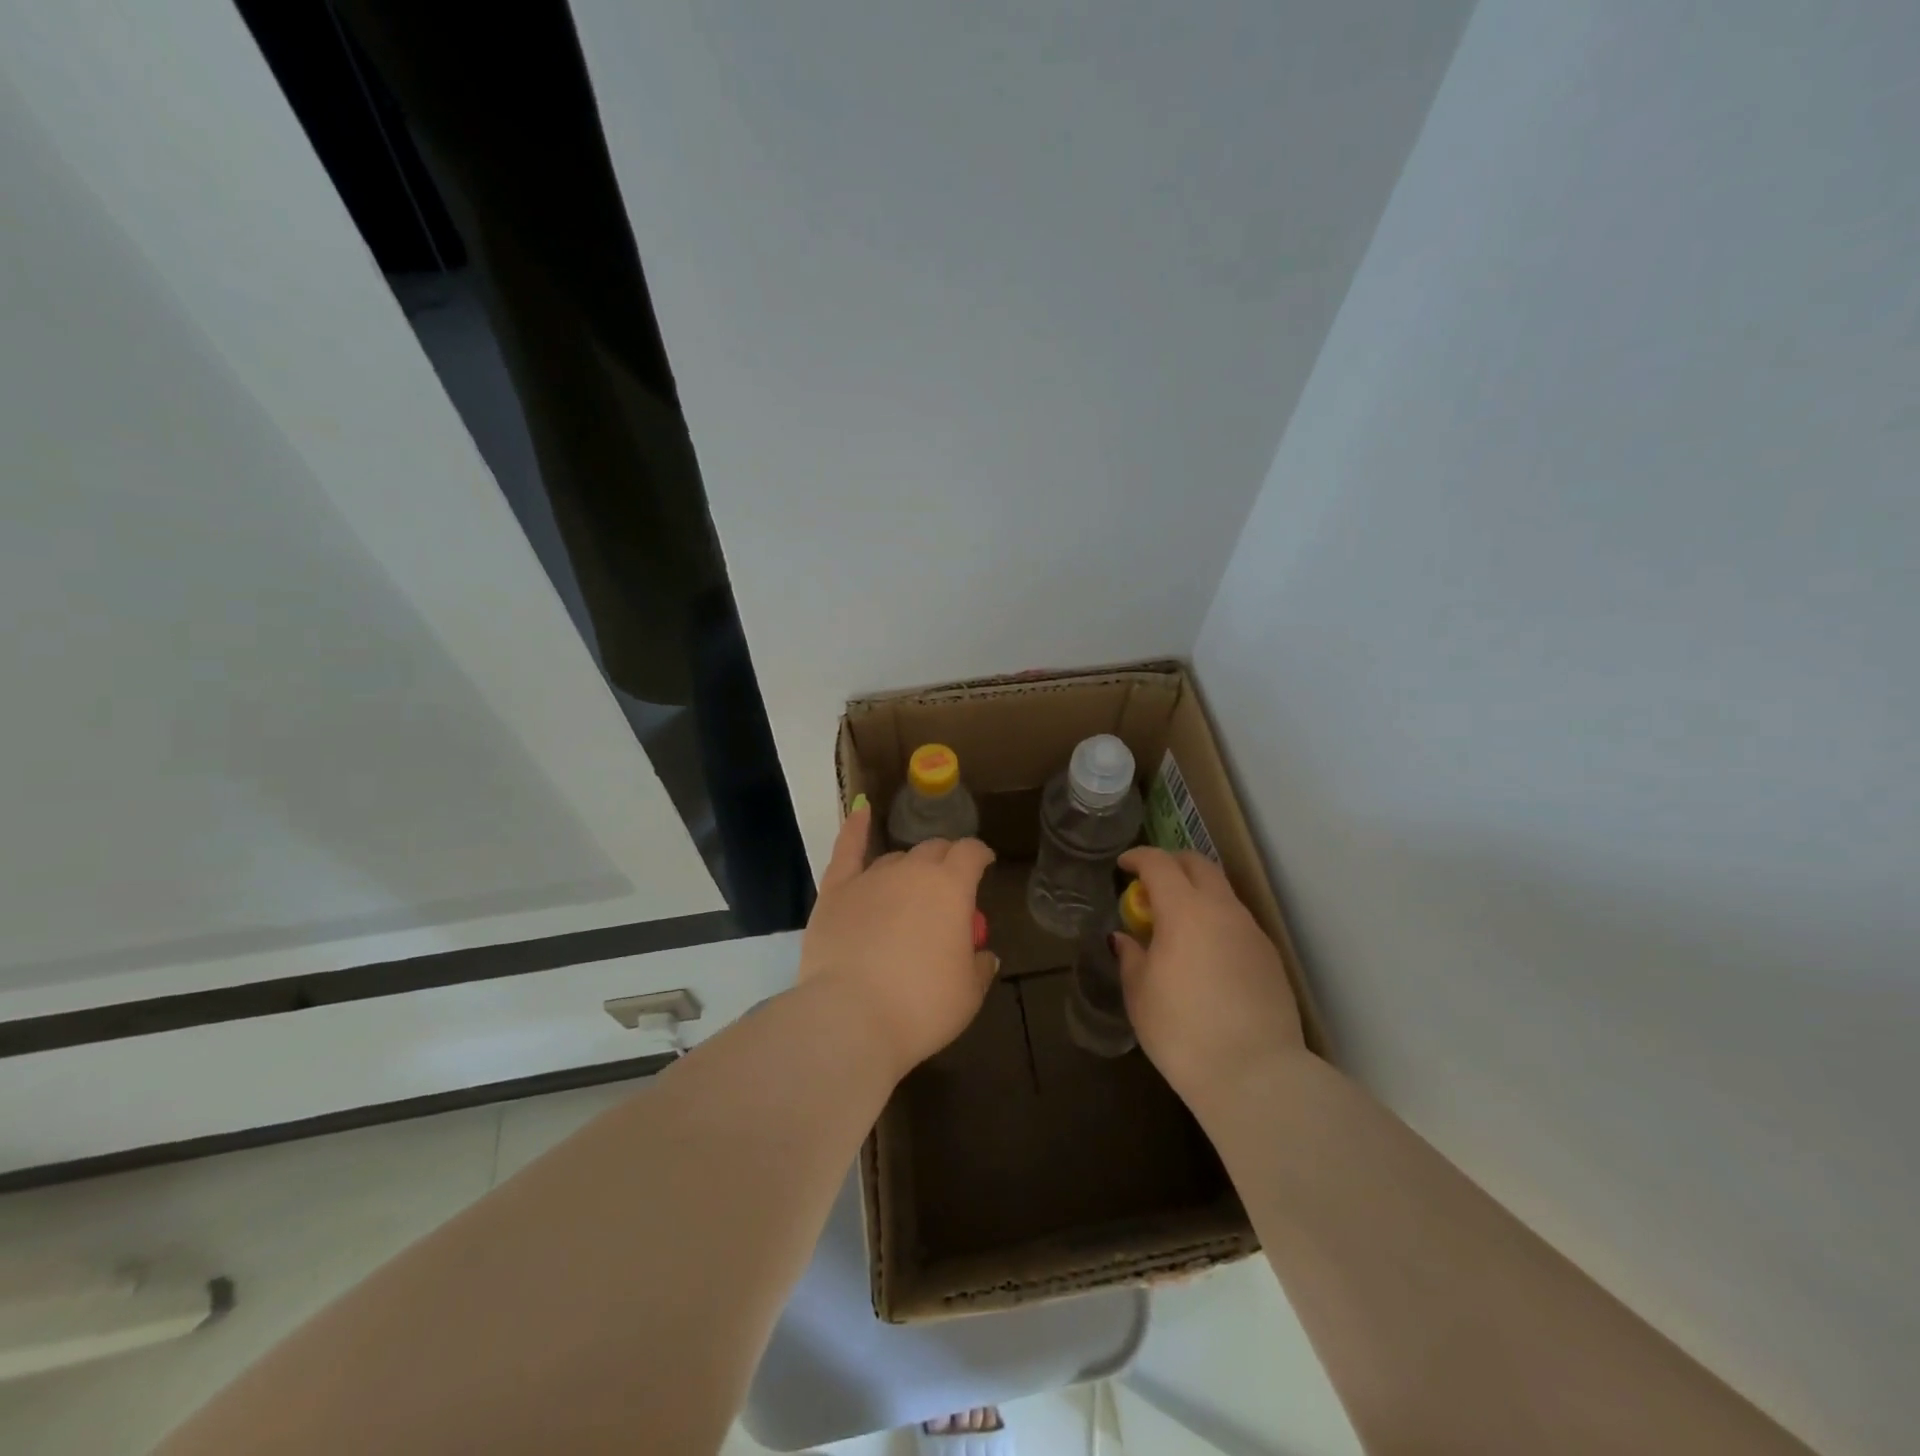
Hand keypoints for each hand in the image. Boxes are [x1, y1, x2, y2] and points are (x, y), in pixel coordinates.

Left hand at [798, 805, 997, 1079]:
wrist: (851, 1018)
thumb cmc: (920, 1007)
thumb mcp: (968, 994)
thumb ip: (978, 967)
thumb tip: (982, 954)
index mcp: (951, 887)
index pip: (971, 853)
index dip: (979, 856)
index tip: (984, 865)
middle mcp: (912, 870)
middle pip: (934, 850)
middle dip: (946, 861)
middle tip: (948, 885)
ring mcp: (870, 877)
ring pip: (896, 859)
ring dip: (908, 868)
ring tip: (909, 892)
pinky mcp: (835, 891)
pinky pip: (847, 850)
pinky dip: (855, 828)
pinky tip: (860, 811)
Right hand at [1113, 846, 1305, 1104]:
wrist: (1256, 1075)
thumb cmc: (1182, 1031)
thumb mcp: (1140, 994)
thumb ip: (1131, 956)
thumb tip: (1125, 938)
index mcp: (1185, 910)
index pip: (1159, 863)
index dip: (1138, 857)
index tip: (1123, 865)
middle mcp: (1222, 910)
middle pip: (1198, 864)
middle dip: (1172, 864)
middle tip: (1151, 883)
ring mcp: (1251, 932)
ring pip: (1222, 892)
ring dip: (1197, 893)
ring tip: (1177, 923)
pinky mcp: (1270, 957)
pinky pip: (1237, 922)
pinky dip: (1216, 921)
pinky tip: (1206, 954)